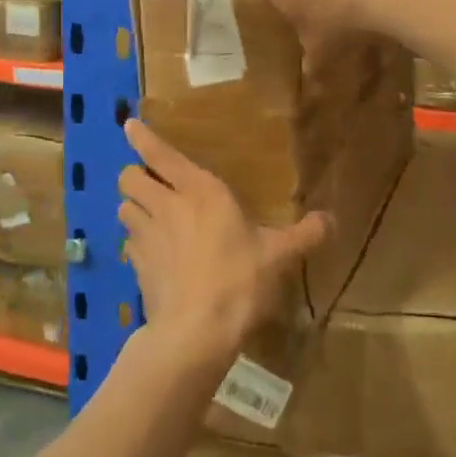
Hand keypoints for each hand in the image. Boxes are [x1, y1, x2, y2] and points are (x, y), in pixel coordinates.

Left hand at [117, 119, 330, 368]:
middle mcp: (166, 206)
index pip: (161, 154)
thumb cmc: (239, 280)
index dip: (142, 137)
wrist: (196, 331)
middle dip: (135, 174)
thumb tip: (332, 220)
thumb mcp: (279, 255)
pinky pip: (128, 242)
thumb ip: (304, 234)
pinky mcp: (136, 266)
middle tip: (151, 182)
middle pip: (129, 177)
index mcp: (200, 191)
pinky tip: (151, 252)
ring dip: (133, 206)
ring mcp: (146, 236)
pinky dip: (136, 241)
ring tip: (148, 214)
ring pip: (123, 207)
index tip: (129, 124)